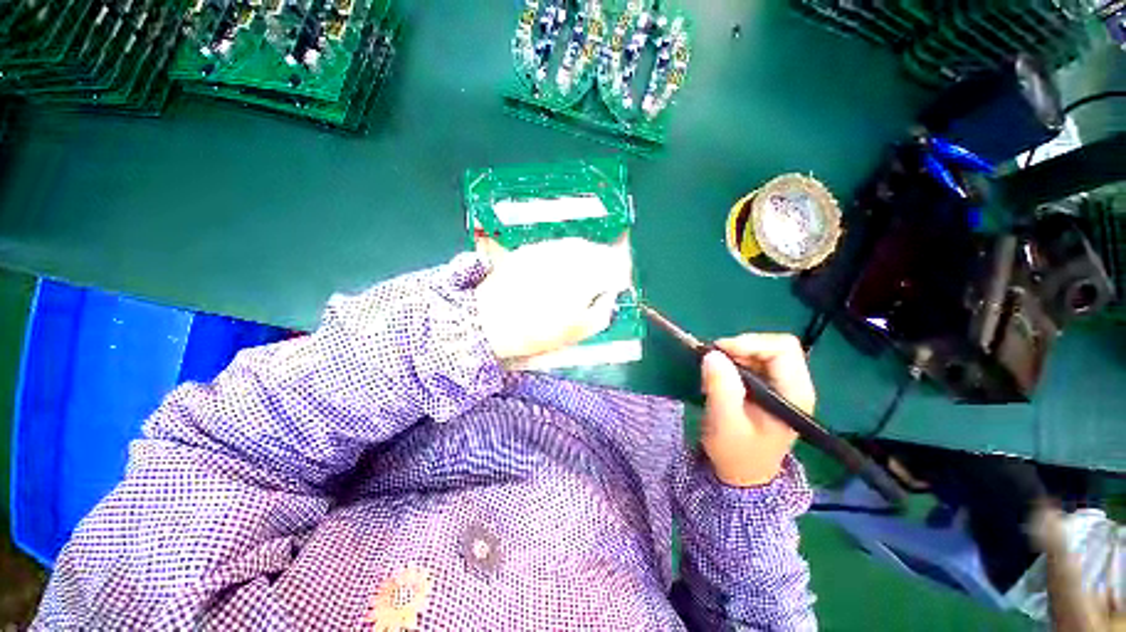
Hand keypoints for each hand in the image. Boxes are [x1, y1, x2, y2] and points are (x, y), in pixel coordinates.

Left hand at [474, 237, 631, 360]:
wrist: (489, 322)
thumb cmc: (538, 332)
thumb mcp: (578, 332)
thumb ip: (603, 312)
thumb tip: (611, 295)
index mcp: (585, 276)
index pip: (616, 264)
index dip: (620, 274)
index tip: (617, 286)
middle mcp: (569, 256)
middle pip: (599, 250)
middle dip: (606, 263)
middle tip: (602, 281)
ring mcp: (548, 249)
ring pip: (579, 245)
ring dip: (587, 257)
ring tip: (581, 276)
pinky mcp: (531, 249)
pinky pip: (558, 246)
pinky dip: (566, 255)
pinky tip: (559, 270)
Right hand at [700, 334, 814, 486]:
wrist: (742, 474)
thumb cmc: (736, 452)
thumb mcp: (724, 422)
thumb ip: (721, 387)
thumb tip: (712, 354)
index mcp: (793, 394)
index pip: (783, 349)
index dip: (750, 343)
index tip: (719, 352)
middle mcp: (795, 386)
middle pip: (774, 347)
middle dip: (740, 348)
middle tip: (714, 361)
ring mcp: (783, 387)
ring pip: (763, 352)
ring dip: (735, 355)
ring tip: (715, 373)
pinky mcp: (770, 388)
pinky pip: (754, 362)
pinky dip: (735, 363)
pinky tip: (721, 378)